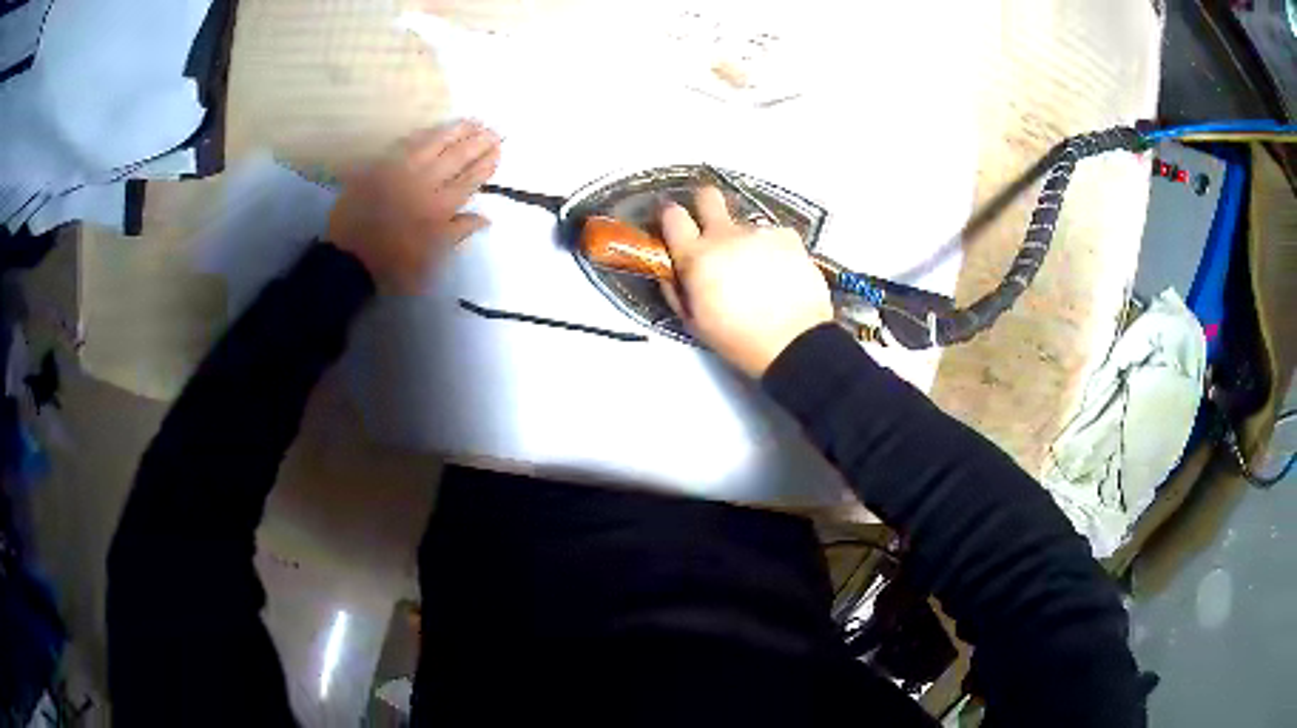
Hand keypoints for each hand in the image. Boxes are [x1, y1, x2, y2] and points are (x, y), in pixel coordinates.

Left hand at [327, 121, 500, 293]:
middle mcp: (425, 183)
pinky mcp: (382, 165)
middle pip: (457, 156)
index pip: (470, 179)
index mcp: (440, 207)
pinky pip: (408, 142)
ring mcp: (402, 170)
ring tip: (473, 121)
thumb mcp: (431, 258)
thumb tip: (485, 217)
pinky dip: (426, 134)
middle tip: (494, 130)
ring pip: (435, 143)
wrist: (348, 258)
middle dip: (478, 142)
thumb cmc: (393, 263)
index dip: (486, 163)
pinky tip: (436, 129)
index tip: (499, 150)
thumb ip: (457, 232)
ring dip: (456, 131)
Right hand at [660, 187, 832, 377]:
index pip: (672, 215)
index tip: (676, 224)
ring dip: (745, 239)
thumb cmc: (739, 340)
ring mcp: (759, 232)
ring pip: (744, 223)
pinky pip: (773, 234)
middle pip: (707, 196)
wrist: (795, 343)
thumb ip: (676, 287)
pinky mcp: (788, 235)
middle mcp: (725, 235)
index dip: (671, 216)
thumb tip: (672, 267)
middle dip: (705, 205)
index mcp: (696, 257)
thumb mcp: (694, 322)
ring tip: (759, 270)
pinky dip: (773, 248)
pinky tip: (780, 272)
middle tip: (713, 229)